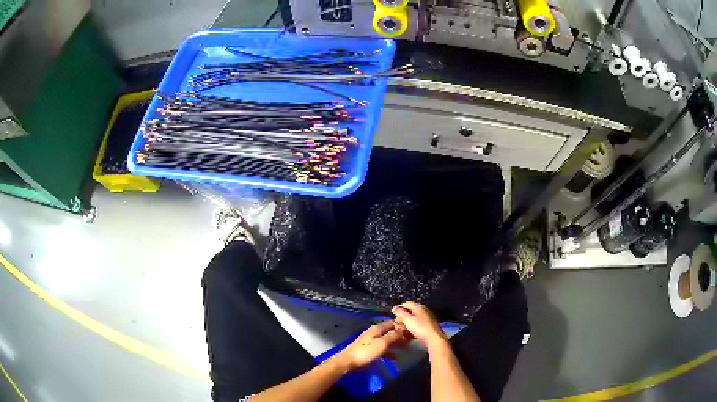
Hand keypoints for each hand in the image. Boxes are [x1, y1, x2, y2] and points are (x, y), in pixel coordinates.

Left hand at [333, 321, 405, 370]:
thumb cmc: (366, 352)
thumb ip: (393, 335)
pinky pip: (382, 348)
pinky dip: (389, 351)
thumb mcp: (382, 343)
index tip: (411, 332)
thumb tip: (402, 328)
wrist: (348, 362)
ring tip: (405, 348)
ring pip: (386, 340)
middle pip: (390, 331)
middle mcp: (374, 332)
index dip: (402, 327)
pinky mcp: (368, 349)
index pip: (392, 323)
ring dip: (396, 343)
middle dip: (400, 335)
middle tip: (410, 341)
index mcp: (377, 328)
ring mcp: (370, 341)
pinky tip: (394, 357)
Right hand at [392, 302, 446, 348]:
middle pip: (410, 312)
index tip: (392, 313)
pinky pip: (418, 325)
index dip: (399, 307)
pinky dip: (412, 328)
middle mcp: (424, 311)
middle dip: (402, 317)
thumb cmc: (420, 328)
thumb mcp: (407, 319)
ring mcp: (427, 319)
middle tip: (396, 322)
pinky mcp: (429, 327)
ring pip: (414, 319)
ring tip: (401, 329)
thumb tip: (394, 307)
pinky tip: (408, 334)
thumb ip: (400, 312)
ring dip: (406, 323)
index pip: (407, 303)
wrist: (433, 339)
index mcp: (419, 307)